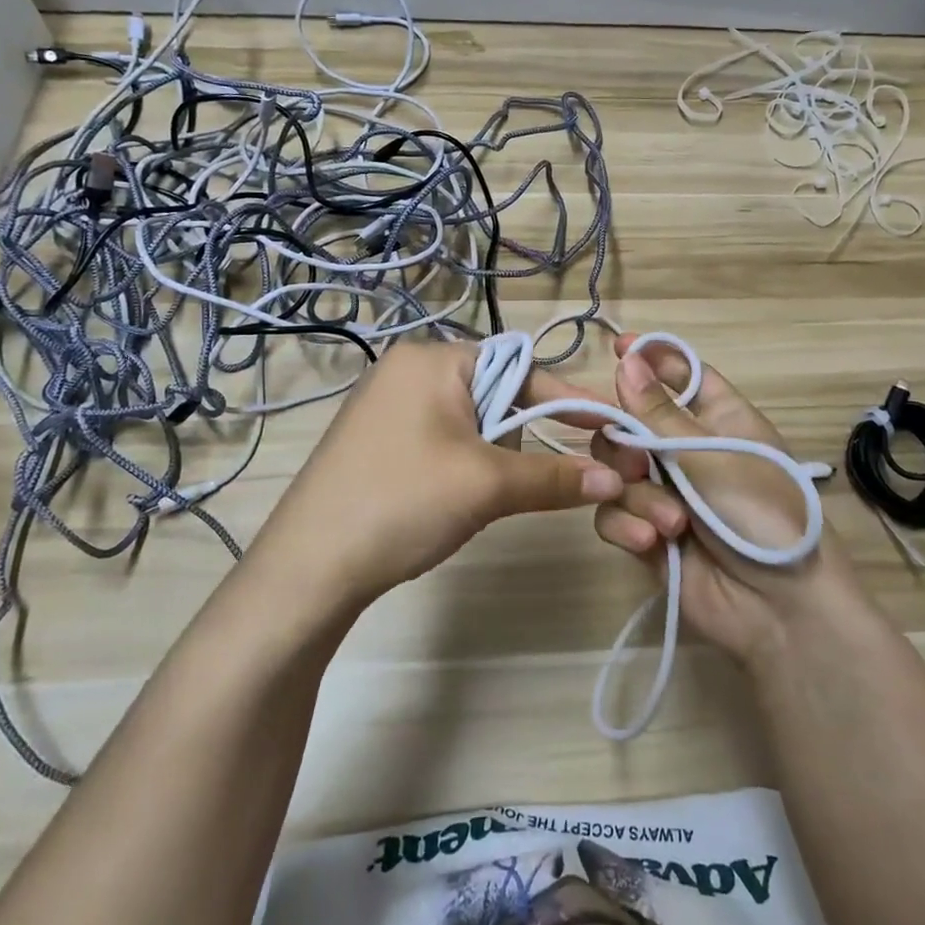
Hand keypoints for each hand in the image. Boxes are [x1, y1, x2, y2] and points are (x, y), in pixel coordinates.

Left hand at [248, 338, 622, 607]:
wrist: (310, 566)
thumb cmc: (403, 503)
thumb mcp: (487, 486)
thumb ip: (555, 477)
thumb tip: (614, 479)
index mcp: (432, 359)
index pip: (521, 368)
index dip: (566, 400)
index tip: (608, 426)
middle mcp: (407, 369)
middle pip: (496, 394)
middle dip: (517, 438)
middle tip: (512, 480)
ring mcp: (386, 404)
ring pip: (470, 421)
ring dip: (490, 457)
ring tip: (473, 497)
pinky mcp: (375, 438)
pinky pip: (440, 438)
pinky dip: (462, 464)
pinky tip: (448, 499)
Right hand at [590, 333, 868, 667]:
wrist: (780, 609)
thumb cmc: (761, 514)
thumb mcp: (712, 456)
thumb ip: (659, 413)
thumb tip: (627, 360)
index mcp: (718, 418)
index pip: (680, 374)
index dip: (651, 358)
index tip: (618, 346)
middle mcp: (686, 450)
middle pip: (630, 422)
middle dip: (625, 441)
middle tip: (637, 461)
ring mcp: (664, 493)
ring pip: (615, 470)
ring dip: (637, 495)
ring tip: (670, 523)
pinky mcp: (645, 533)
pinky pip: (613, 513)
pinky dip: (627, 526)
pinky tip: (652, 543)